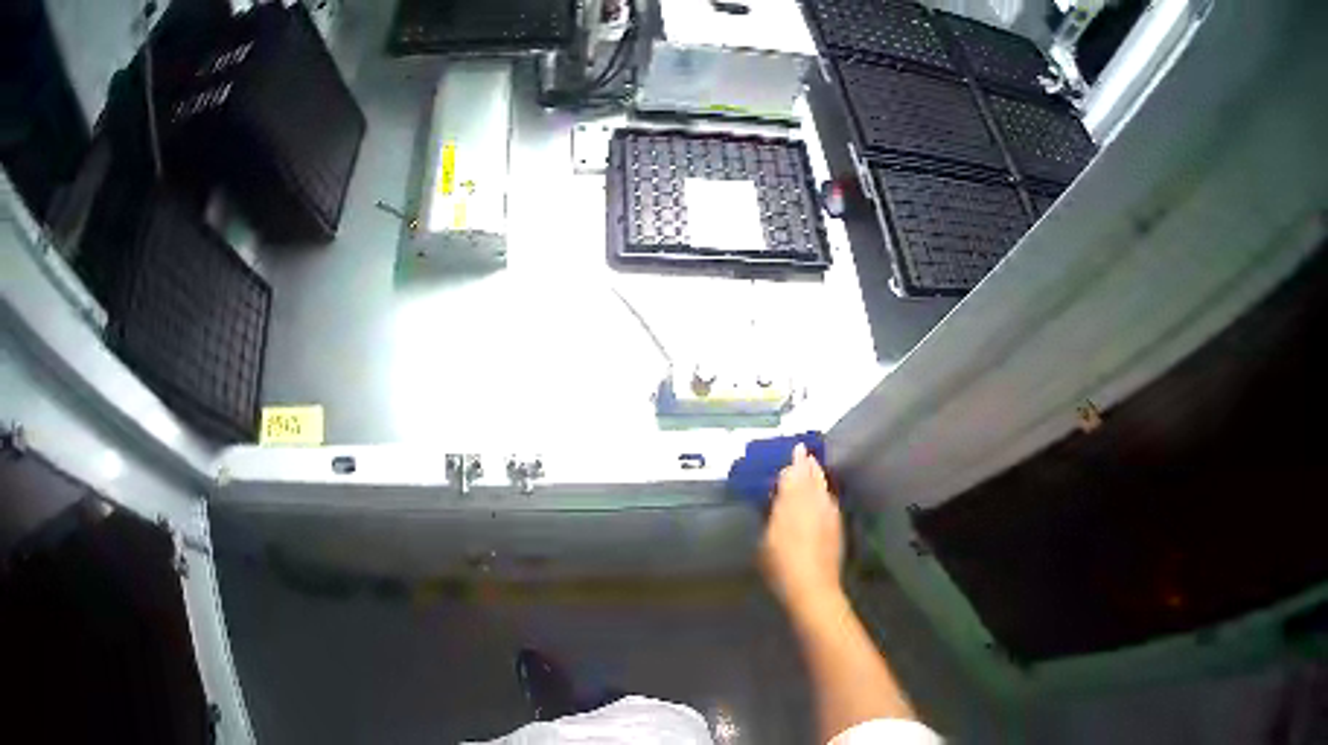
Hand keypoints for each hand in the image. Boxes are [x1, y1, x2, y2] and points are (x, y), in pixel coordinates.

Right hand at [760, 443, 843, 609]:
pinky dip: (824, 492)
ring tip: (814, 468)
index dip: (794, 463)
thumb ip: (774, 514)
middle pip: (812, 477)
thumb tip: (779, 497)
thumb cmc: (781, 564)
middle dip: (808, 465)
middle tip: (805, 453)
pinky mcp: (837, 527)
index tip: (795, 449)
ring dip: (818, 476)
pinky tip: (823, 496)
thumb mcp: (767, 539)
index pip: (795, 474)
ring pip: (823, 487)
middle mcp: (815, 502)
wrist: (812, 587)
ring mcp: (829, 514)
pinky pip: (829, 500)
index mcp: (794, 502)